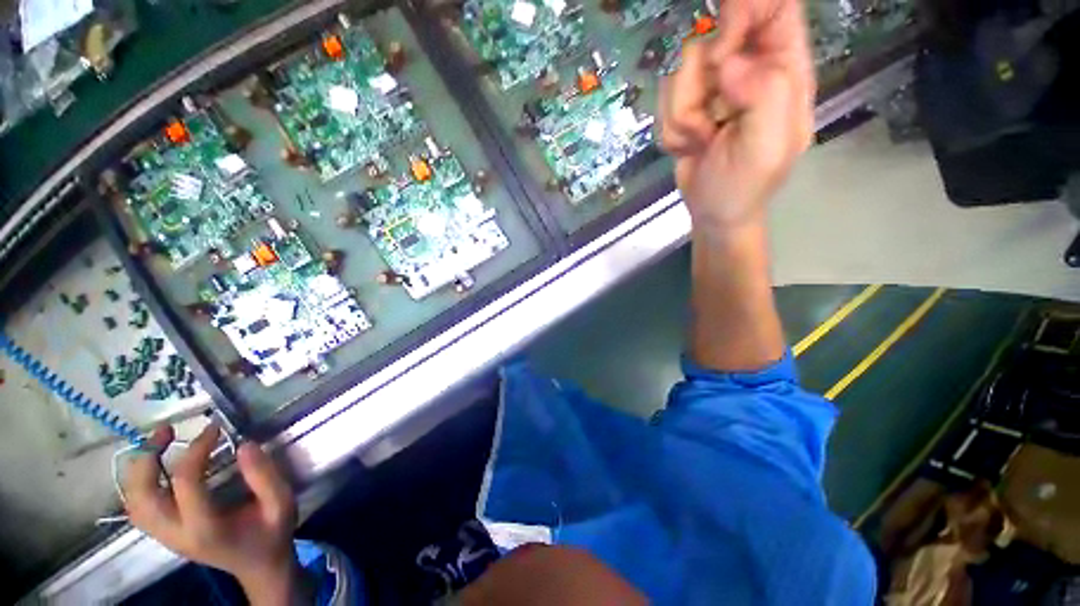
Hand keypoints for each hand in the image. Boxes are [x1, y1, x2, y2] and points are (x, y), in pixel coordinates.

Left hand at [124, 424, 300, 601]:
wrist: (259, 566)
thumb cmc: (272, 534)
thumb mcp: (281, 503)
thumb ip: (265, 476)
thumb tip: (244, 443)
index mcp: (205, 528)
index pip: (184, 483)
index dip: (195, 450)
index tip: (215, 428)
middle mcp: (175, 534)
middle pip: (141, 495)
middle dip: (147, 458)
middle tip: (166, 430)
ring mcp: (165, 536)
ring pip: (133, 502)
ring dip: (138, 468)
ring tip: (158, 442)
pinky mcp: (164, 533)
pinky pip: (138, 507)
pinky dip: (139, 482)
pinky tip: (155, 466)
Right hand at [659, 0, 815, 233]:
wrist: (712, 213)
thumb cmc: (744, 185)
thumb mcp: (767, 147)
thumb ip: (764, 96)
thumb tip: (729, 63)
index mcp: (783, 70)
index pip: (774, 7)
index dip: (744, 13)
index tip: (720, 54)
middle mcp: (748, 69)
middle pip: (711, 37)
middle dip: (700, 83)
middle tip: (710, 120)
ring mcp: (713, 88)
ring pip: (681, 72)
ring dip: (683, 115)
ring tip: (702, 142)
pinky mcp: (686, 106)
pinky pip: (665, 100)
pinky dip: (671, 130)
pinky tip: (689, 147)